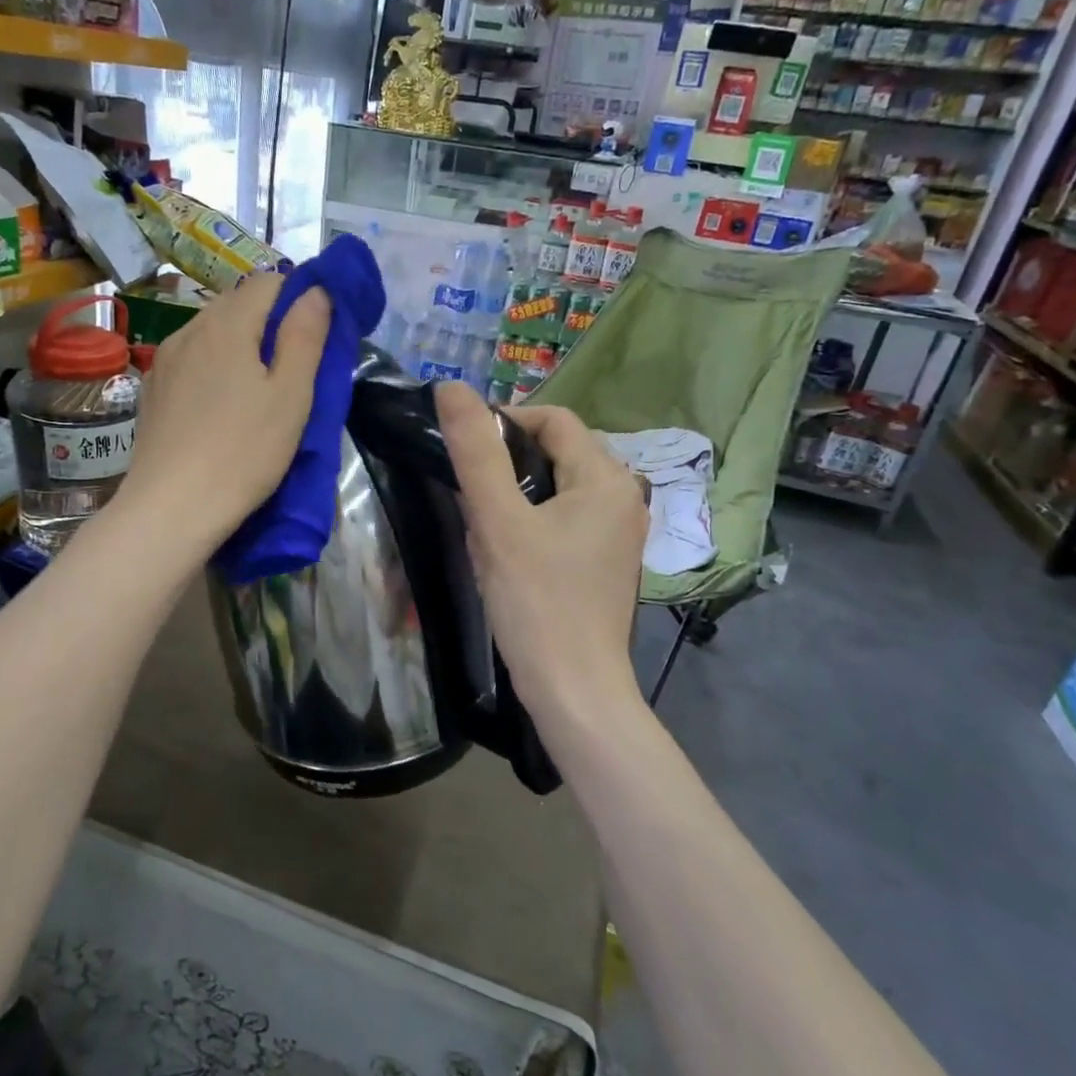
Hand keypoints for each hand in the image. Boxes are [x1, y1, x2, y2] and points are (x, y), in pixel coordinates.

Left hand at [117, 273, 330, 556]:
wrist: (172, 507)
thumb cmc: (244, 452)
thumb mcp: (291, 395)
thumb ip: (305, 336)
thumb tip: (315, 291)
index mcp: (228, 324)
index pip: (269, 282)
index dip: (298, 297)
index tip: (316, 335)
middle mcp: (190, 329)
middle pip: (237, 304)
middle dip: (270, 321)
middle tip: (294, 366)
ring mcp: (165, 360)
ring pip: (212, 332)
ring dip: (240, 345)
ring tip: (258, 389)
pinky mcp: (152, 390)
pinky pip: (191, 360)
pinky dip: (213, 367)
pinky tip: (221, 405)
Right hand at [436, 382, 647, 730]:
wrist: (574, 688)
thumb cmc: (536, 602)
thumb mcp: (498, 522)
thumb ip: (474, 452)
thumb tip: (450, 387)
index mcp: (606, 478)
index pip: (553, 419)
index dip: (505, 422)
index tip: (465, 451)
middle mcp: (625, 496)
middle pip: (559, 451)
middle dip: (510, 463)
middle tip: (471, 495)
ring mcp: (621, 532)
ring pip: (560, 487)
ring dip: (519, 495)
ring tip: (485, 527)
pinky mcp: (609, 560)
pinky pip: (568, 519)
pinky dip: (535, 521)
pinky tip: (509, 553)